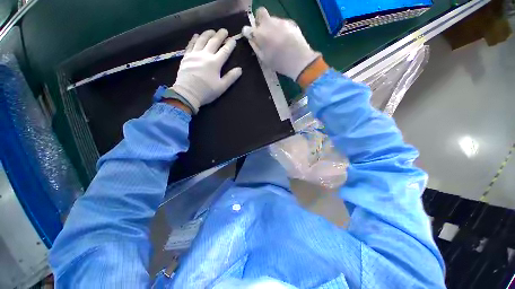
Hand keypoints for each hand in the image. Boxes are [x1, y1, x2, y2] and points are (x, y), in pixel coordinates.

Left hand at [172, 29, 241, 113]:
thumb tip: (240, 69)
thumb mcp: (222, 87)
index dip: (230, 45)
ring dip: (208, 34)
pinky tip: (197, 35)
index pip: (224, 51)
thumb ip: (231, 77)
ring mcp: (194, 54)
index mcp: (215, 63)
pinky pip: (191, 44)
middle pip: (213, 42)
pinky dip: (194, 39)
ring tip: (212, 31)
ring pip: (202, 40)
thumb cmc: (207, 91)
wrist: (187, 93)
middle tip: (224, 30)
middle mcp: (205, 55)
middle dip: (220, 35)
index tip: (233, 40)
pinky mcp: (186, 56)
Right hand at [242, 7, 320, 80]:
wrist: (299, 60)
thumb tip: (252, 39)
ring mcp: (281, 21)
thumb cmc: (279, 63)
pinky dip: (281, 29)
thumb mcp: (264, 59)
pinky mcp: (291, 22)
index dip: (248, 32)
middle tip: (263, 33)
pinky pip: (282, 23)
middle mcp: (269, 23)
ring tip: (277, 40)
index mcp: (260, 34)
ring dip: (271, 27)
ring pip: (272, 19)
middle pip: (261, 13)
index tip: (250, 36)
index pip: (248, 28)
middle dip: (260, 21)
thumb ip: (256, 47)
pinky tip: (285, 40)